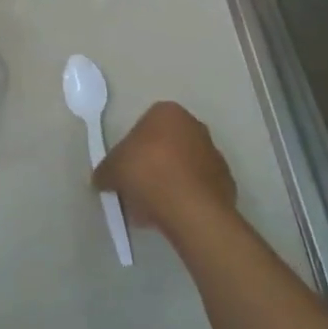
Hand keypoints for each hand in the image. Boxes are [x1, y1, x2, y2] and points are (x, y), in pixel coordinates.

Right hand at [94, 101, 237, 239]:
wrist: (190, 208)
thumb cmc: (147, 173)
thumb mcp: (112, 169)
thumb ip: (105, 171)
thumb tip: (102, 179)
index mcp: (168, 112)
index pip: (144, 126)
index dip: (131, 149)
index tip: (125, 170)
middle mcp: (195, 126)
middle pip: (165, 146)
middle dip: (151, 166)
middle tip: (136, 190)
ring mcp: (214, 154)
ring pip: (182, 168)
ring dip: (168, 183)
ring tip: (152, 209)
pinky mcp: (225, 182)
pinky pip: (197, 188)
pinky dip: (185, 198)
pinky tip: (172, 216)